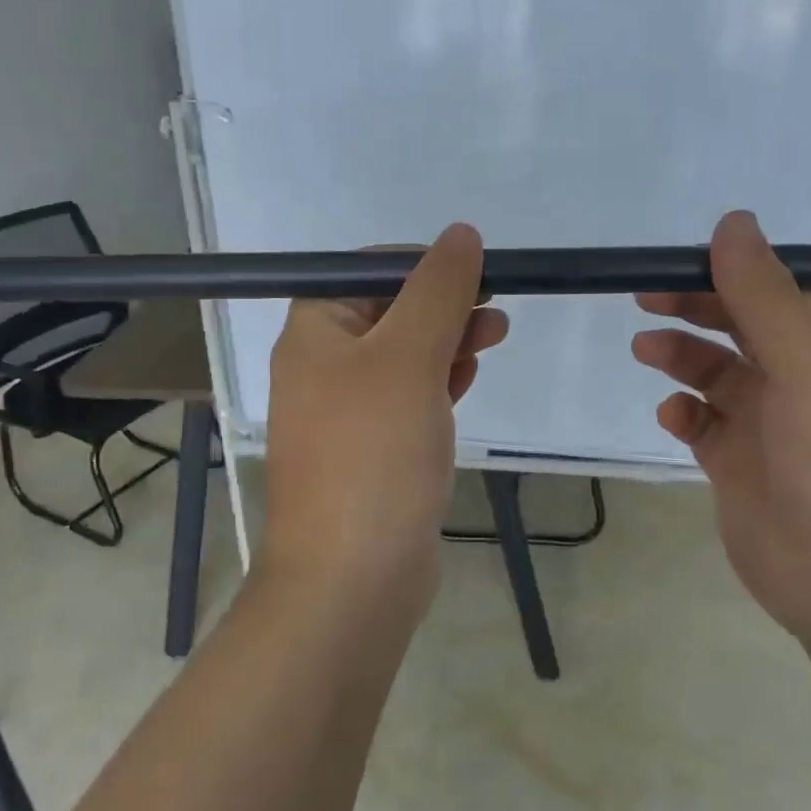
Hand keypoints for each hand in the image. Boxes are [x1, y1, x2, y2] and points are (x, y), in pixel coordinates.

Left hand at [263, 224, 507, 604]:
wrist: (353, 577)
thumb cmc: (375, 454)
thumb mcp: (410, 357)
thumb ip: (438, 291)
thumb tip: (461, 233)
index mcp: (315, 333)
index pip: (366, 270)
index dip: (421, 262)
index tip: (475, 272)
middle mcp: (323, 367)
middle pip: (388, 312)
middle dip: (443, 303)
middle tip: (496, 308)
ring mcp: (347, 413)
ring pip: (403, 356)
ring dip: (447, 340)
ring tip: (495, 336)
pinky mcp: (373, 451)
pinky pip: (408, 399)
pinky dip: (438, 382)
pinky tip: (468, 378)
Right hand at [632, 211, 810, 641]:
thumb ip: (764, 297)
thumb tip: (733, 222)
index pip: (780, 292)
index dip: (733, 272)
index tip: (680, 262)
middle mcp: (804, 382)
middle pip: (742, 328)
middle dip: (697, 309)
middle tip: (646, 298)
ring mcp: (770, 428)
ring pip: (717, 375)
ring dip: (682, 357)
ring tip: (645, 350)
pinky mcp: (740, 469)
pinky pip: (703, 427)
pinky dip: (683, 414)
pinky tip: (672, 417)